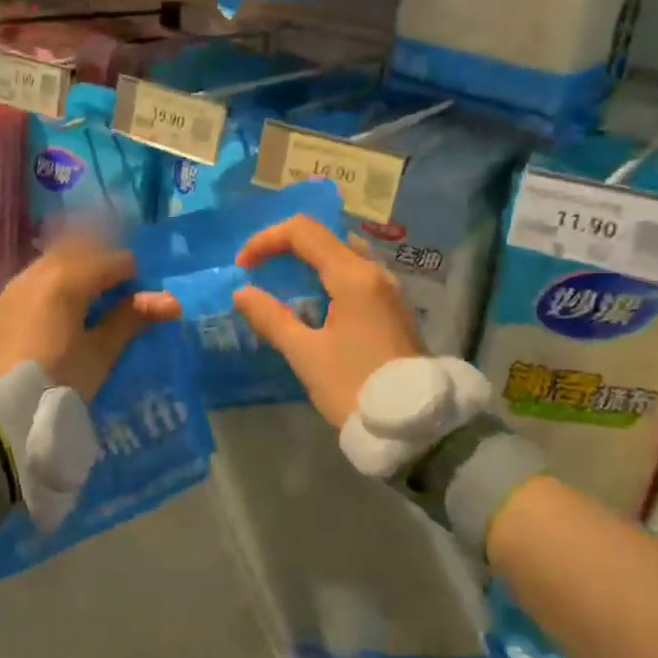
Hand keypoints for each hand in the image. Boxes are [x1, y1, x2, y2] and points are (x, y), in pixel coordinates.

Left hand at [0, 234, 179, 400]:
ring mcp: (3, 296)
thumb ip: (131, 320)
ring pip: (42, 272)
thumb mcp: (99, 355)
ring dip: (65, 279)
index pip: (108, 261)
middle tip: (113, 294)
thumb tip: (171, 301)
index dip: (129, 273)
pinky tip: (44, 324)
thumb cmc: (57, 383)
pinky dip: (39, 297)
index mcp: (65, 280)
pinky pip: (19, 294)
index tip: (140, 294)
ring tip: (80, 308)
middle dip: (96, 268)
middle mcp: (31, 278)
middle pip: (72, 256)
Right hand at [231, 215, 424, 429]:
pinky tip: (311, 304)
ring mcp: (387, 289)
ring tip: (280, 286)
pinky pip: (354, 275)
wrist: (414, 426)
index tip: (243, 267)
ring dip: (307, 262)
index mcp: (353, 276)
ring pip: (341, 255)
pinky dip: (326, 277)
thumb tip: (242, 293)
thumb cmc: (355, 386)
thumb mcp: (305, 355)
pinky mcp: (391, 308)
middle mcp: (374, 272)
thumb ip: (271, 318)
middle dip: (285, 247)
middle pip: (324, 238)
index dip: (266, 240)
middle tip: (259, 271)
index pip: (303, 231)